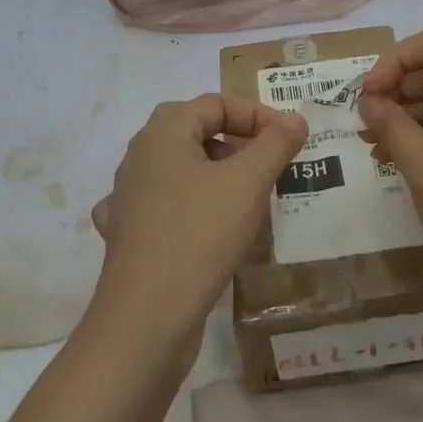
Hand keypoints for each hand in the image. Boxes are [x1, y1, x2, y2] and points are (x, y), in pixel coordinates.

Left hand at [87, 95, 306, 357]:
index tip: (290, 140)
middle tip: (272, 170)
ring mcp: (128, 198)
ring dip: (219, 180)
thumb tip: (294, 118)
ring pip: (183, 173)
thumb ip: (275, 144)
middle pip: (197, 134)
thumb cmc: (199, 234)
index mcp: (163, 132)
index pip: (216, 104)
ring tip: (252, 204)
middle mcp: (139, 157)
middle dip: (240, 148)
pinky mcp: (128, 235)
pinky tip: (212, 232)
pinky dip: (194, 213)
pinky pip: (168, 209)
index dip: (257, 115)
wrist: (146, 317)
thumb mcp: (248, 183)